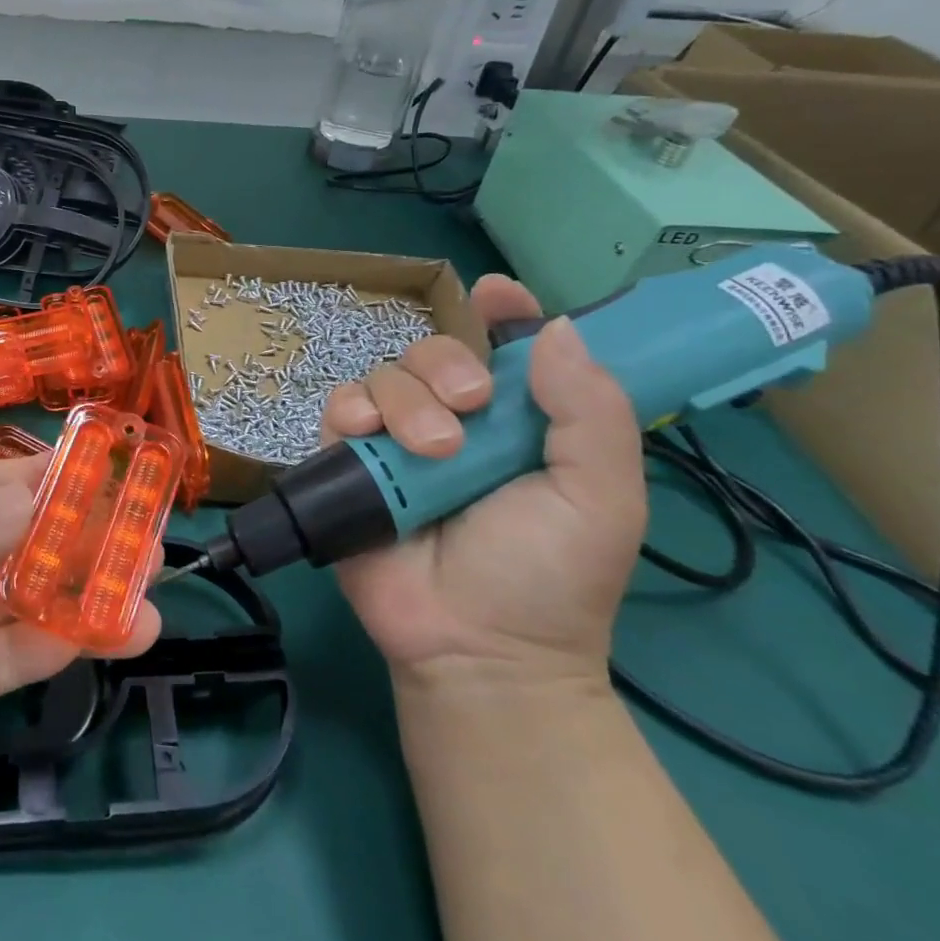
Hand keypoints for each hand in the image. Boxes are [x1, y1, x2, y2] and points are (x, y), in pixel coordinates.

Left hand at [0, 458, 161, 919]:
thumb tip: (39, 490)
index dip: (48, 479)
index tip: (114, 477)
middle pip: (13, 536)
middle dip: (78, 535)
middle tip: (148, 537)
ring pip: (22, 595)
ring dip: (82, 590)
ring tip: (149, 588)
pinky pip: (11, 653)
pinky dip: (60, 642)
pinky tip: (113, 634)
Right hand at [322, 274, 647, 688]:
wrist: (474, 647)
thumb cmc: (548, 574)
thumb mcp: (601, 496)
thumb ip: (590, 412)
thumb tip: (555, 328)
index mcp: (518, 422)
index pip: (505, 348)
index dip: (501, 313)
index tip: (494, 293)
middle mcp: (454, 420)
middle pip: (432, 351)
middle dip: (445, 366)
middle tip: (469, 407)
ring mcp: (396, 441)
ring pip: (383, 375)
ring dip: (404, 399)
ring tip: (431, 451)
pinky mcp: (349, 461)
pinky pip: (339, 408)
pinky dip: (350, 410)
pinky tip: (366, 435)